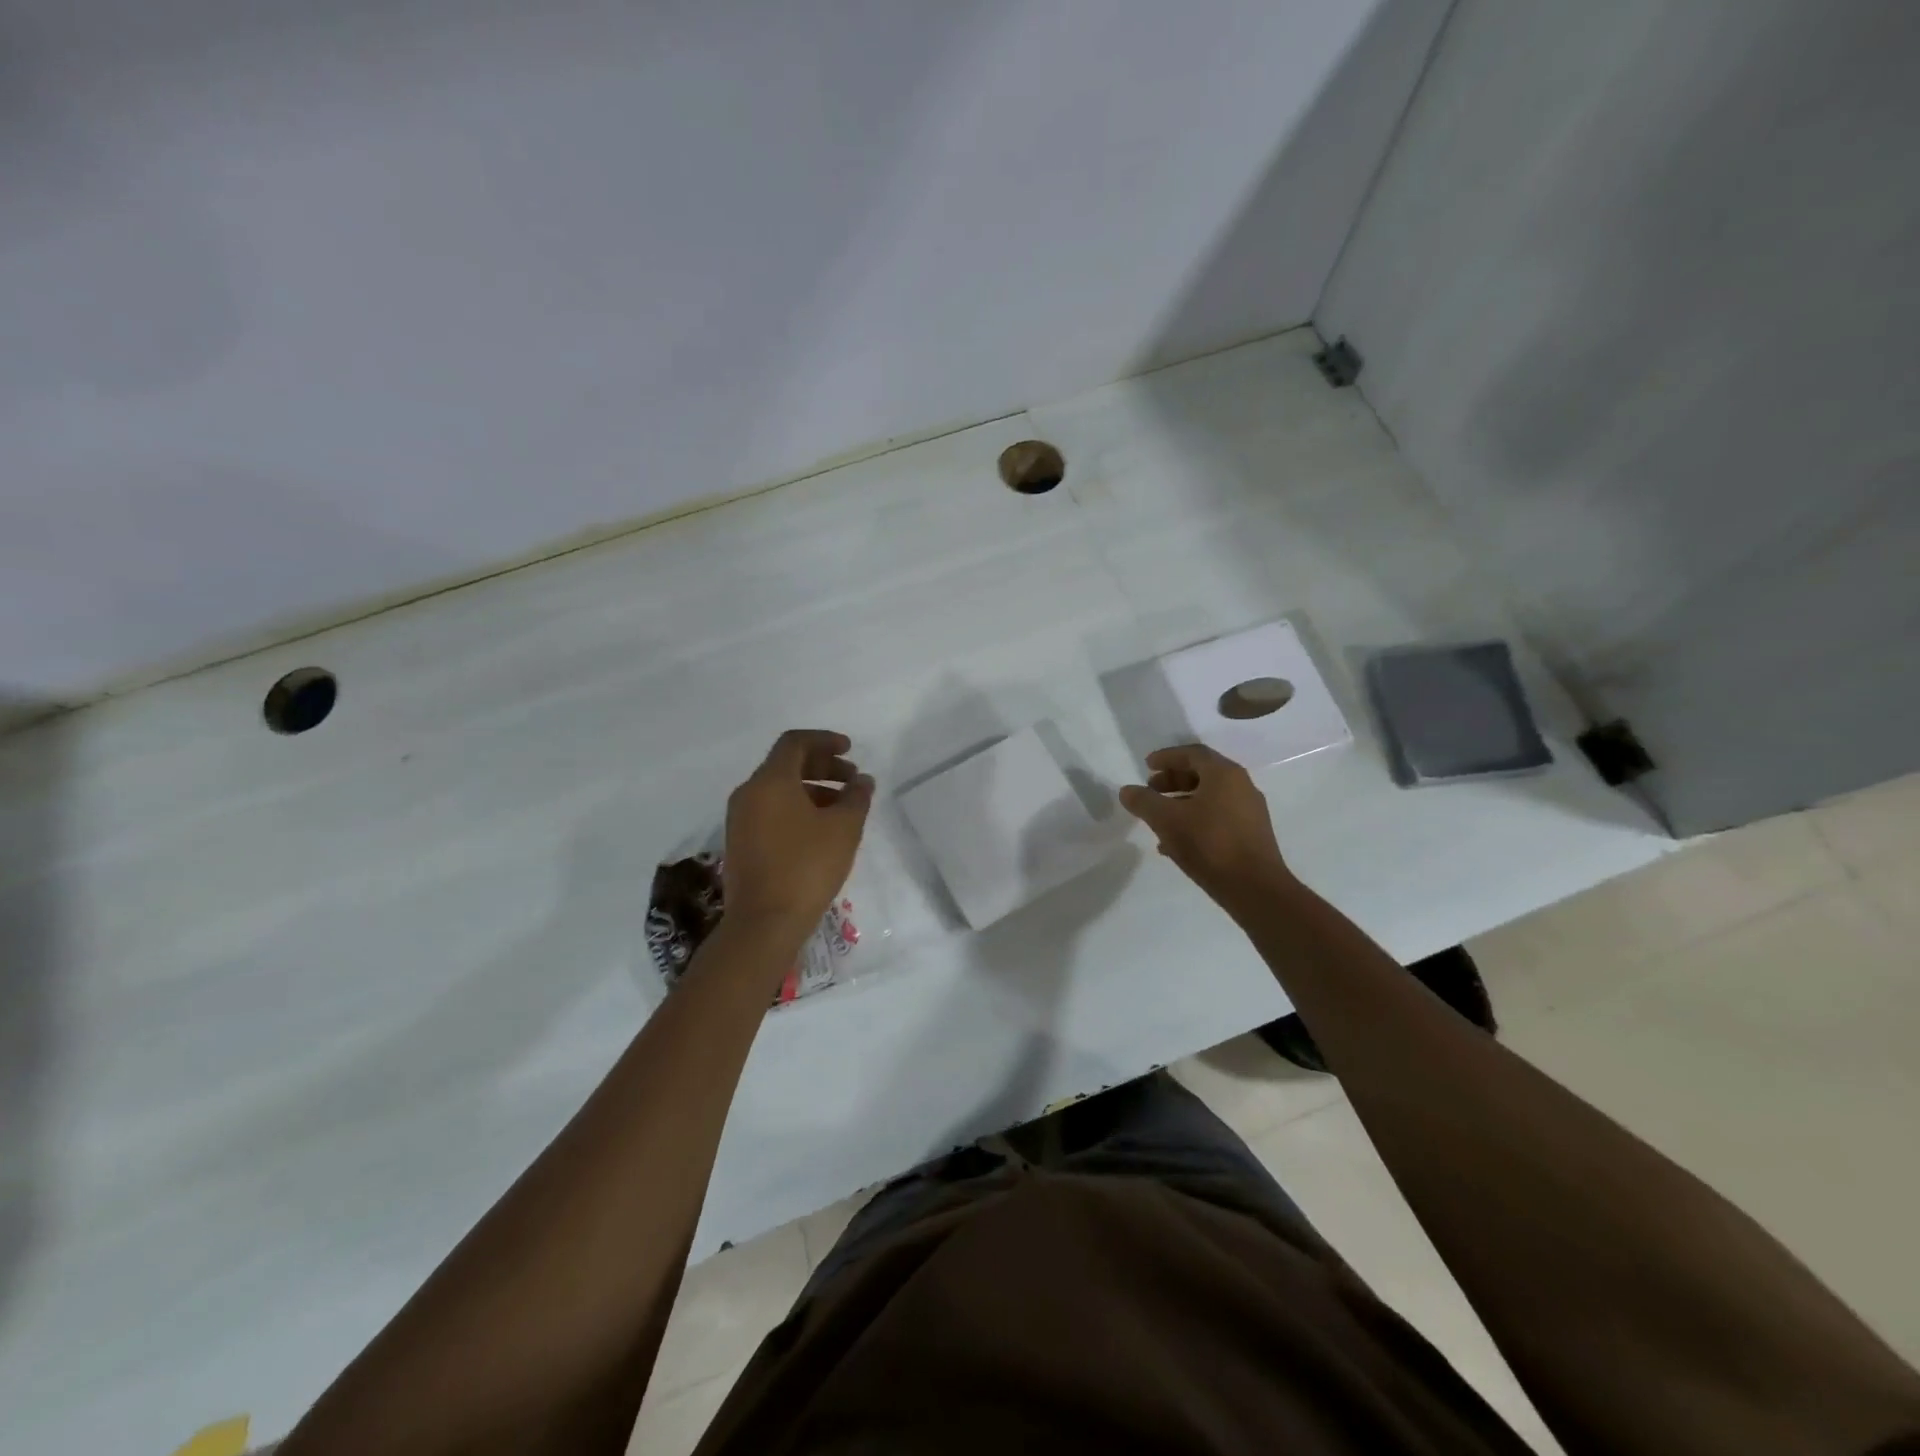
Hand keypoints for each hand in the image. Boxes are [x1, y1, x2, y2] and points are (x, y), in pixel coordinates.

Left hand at [723, 730, 873, 931]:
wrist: (764, 923)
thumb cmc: (806, 867)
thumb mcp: (844, 828)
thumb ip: (856, 797)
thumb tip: (862, 780)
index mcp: (770, 781)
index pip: (795, 742)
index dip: (825, 740)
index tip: (850, 750)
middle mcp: (749, 793)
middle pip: (786, 764)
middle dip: (823, 766)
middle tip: (852, 779)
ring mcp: (740, 820)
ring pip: (779, 790)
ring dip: (813, 789)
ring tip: (843, 808)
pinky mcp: (740, 843)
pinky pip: (771, 811)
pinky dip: (797, 809)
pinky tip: (820, 830)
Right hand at [1119, 744, 1292, 912]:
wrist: (1255, 889)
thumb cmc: (1209, 844)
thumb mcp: (1166, 820)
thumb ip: (1144, 802)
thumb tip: (1127, 791)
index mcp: (1224, 774)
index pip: (1193, 753)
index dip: (1167, 757)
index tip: (1146, 766)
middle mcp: (1241, 786)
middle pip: (1202, 774)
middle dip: (1173, 780)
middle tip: (1151, 790)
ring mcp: (1249, 812)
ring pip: (1209, 798)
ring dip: (1181, 802)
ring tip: (1159, 818)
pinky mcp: (1251, 835)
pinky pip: (1217, 817)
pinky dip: (1195, 820)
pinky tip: (1175, 843)